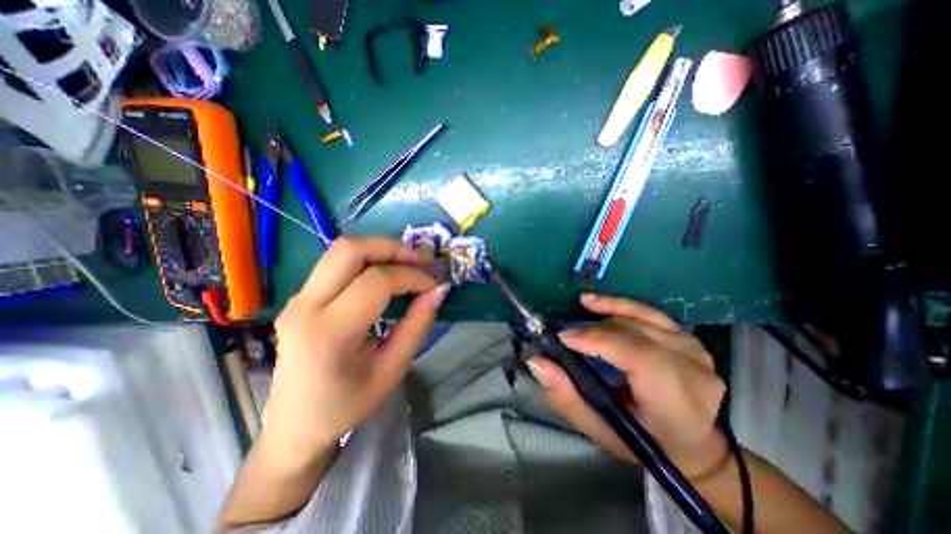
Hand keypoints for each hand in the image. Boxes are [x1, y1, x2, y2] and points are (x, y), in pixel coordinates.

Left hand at [262, 237, 450, 454]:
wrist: (295, 425)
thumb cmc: (347, 405)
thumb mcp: (392, 369)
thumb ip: (417, 325)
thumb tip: (439, 290)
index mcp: (328, 333)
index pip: (376, 282)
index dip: (412, 276)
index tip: (435, 284)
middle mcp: (305, 307)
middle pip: (350, 249)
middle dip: (394, 248)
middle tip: (424, 260)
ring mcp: (298, 298)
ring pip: (342, 249)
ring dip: (382, 249)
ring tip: (411, 262)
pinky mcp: (302, 296)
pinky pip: (337, 262)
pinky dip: (370, 258)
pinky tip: (389, 271)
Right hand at [528, 294, 730, 476]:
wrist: (692, 444)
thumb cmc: (643, 442)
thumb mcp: (600, 430)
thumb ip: (566, 397)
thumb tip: (537, 362)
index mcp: (677, 401)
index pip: (639, 356)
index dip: (598, 340)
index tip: (562, 338)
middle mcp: (692, 369)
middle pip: (634, 334)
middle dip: (593, 331)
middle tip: (564, 337)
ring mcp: (693, 348)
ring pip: (637, 319)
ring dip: (603, 315)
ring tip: (577, 314)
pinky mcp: (685, 336)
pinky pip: (647, 311)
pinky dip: (619, 304)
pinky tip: (594, 302)